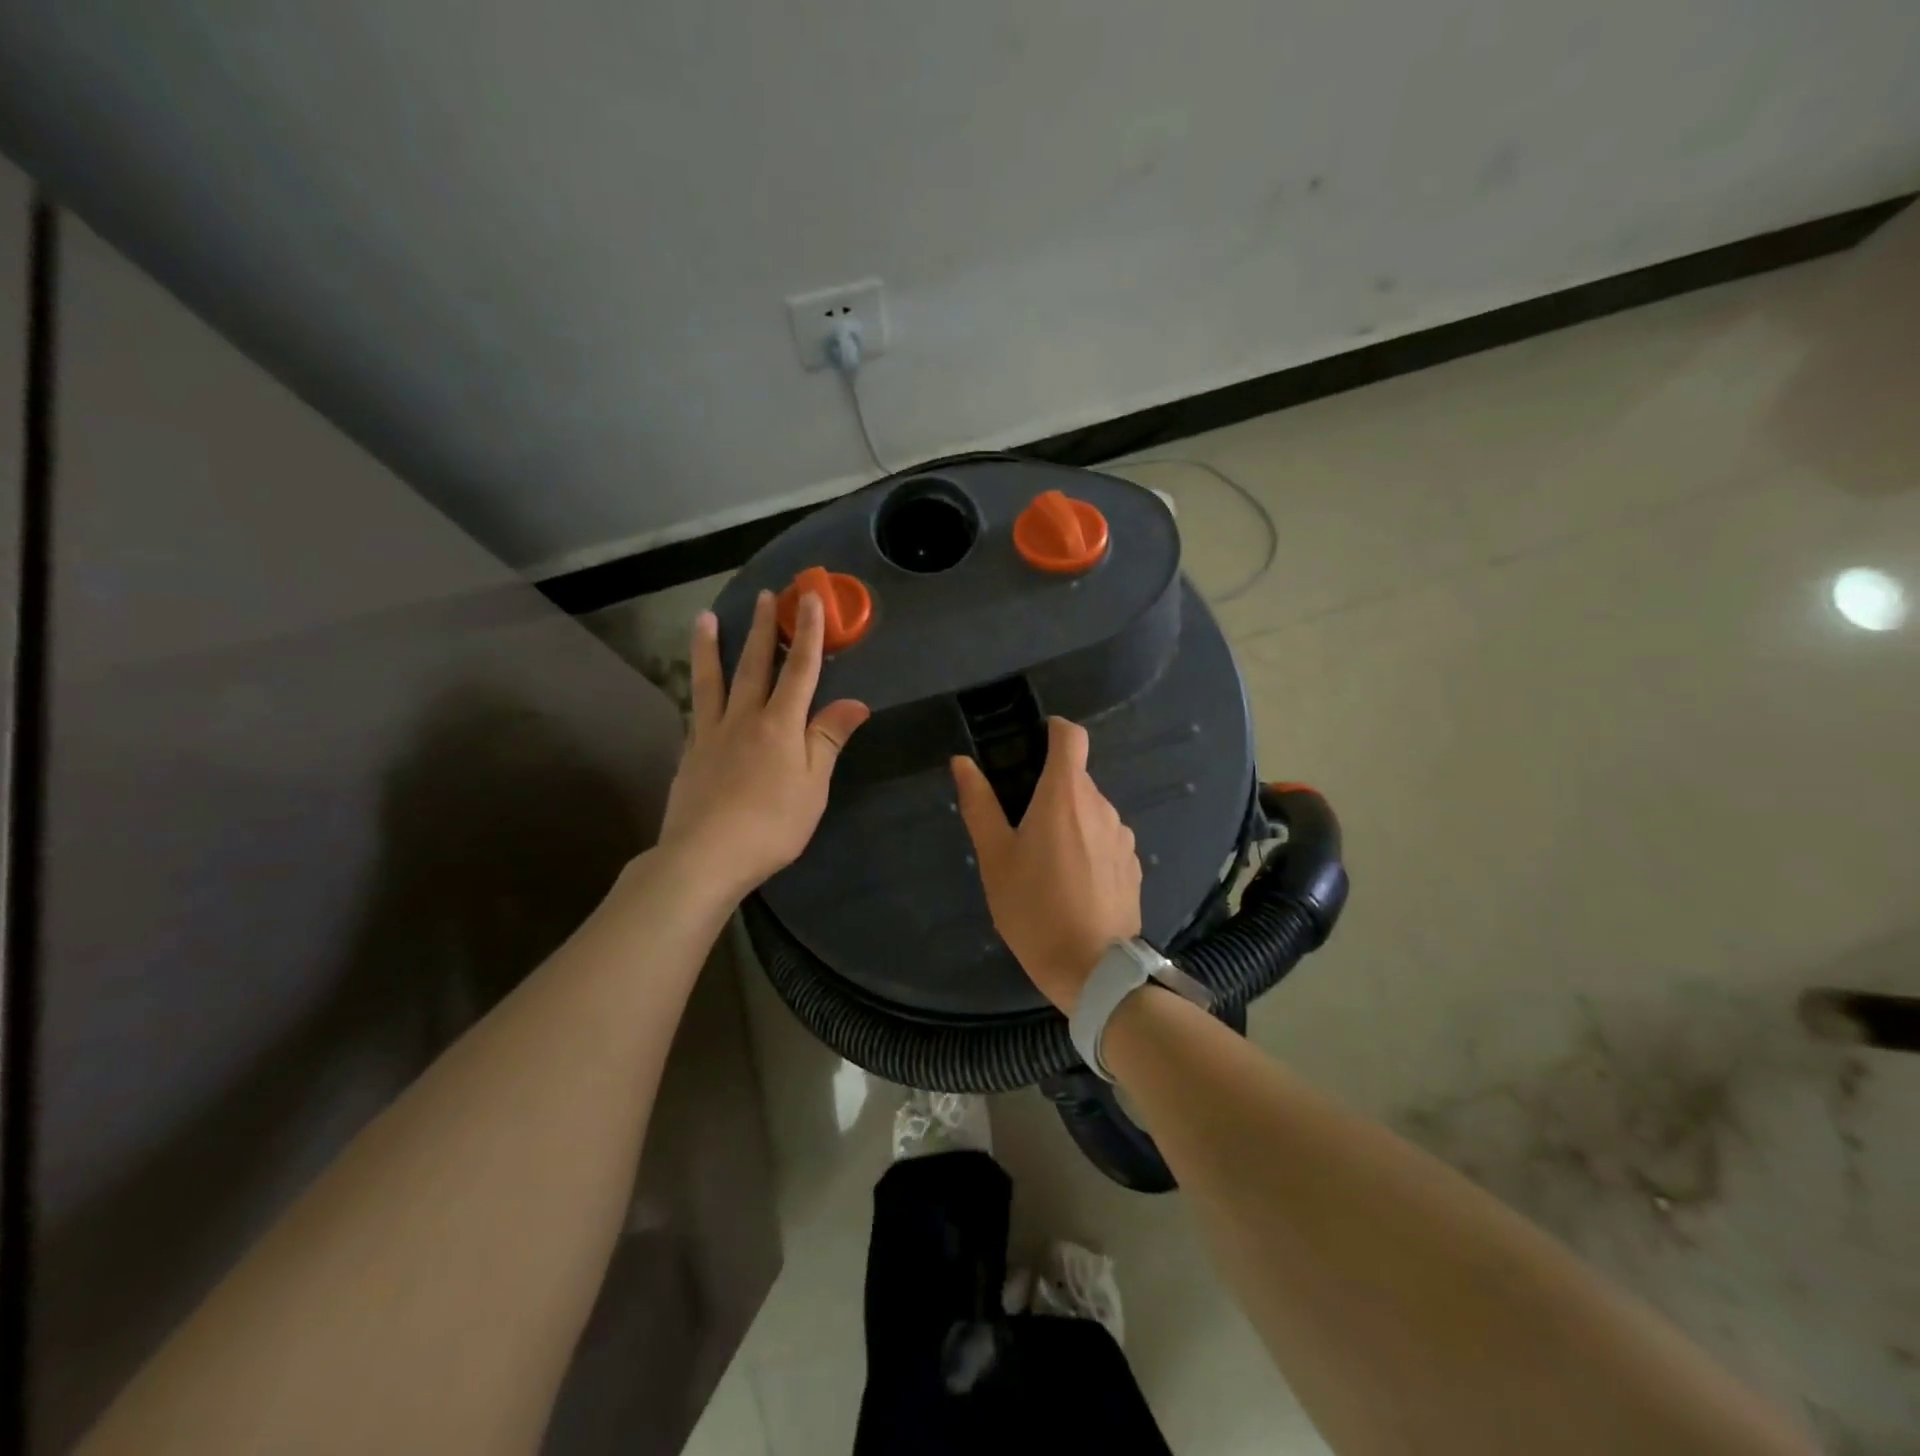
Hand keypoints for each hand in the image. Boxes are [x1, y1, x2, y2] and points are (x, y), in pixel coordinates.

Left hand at [659, 589, 869, 898]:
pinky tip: (696, 685)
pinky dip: (697, 690)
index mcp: (781, 724)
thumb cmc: (772, 824)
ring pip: (713, 680)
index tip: (810, 598)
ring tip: (705, 618)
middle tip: (765, 595)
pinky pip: (696, 710)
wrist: (706, 855)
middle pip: (756, 665)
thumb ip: (828, 739)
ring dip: (711, 647)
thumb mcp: (813, 785)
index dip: (808, 632)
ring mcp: (712, 733)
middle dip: (765, 628)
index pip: (800, 669)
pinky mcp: (690, 752)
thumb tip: (856, 703)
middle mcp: (745, 718)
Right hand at [951, 718, 1141, 1011]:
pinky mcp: (1133, 864)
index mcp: (1065, 795)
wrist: (1093, 969)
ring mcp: (1122, 836)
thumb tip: (962, 762)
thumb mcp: (995, 858)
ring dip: (1069, 821)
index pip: (1071, 736)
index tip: (1032, 745)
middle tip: (1020, 826)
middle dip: (1049, 790)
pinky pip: (1106, 839)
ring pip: (1091, 811)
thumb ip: (979, 804)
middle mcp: (1101, 805)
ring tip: (1045, 863)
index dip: (1052, 731)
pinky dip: (1088, 847)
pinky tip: (1072, 884)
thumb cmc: (1034, 908)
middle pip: (1076, 778)